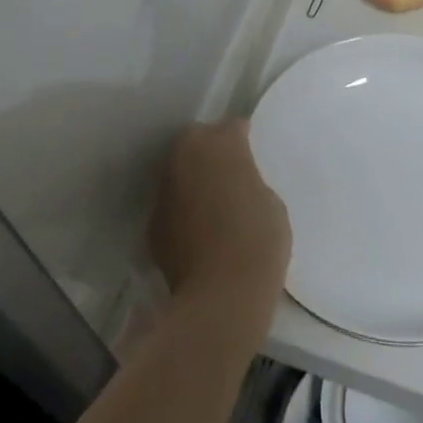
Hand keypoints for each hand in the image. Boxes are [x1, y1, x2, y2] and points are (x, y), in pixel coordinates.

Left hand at [148, 120, 290, 311]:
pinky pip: (171, 205)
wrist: (221, 295)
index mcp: (221, 143)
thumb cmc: (259, 241)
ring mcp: (164, 188)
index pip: (233, 126)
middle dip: (211, 151)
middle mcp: (186, 155)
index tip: (252, 151)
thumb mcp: (270, 202)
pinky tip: (197, 232)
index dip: (244, 138)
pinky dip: (181, 211)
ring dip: (192, 180)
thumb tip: (236, 185)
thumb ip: (249, 181)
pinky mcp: (152, 223)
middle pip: (197, 141)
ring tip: (212, 203)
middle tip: (230, 173)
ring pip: (179, 172)